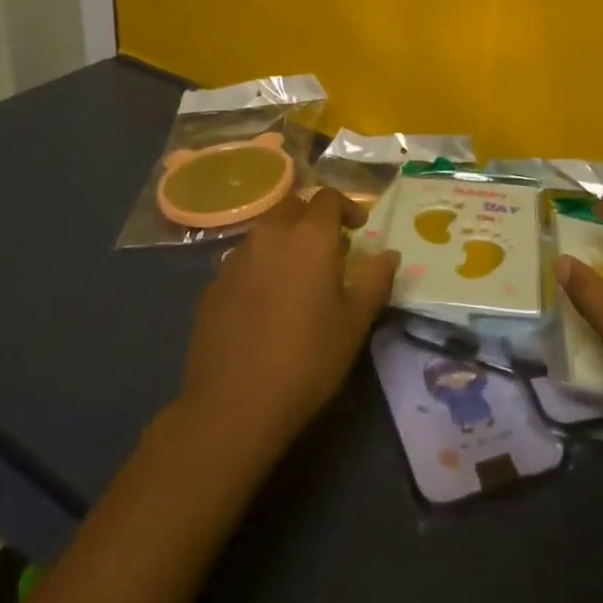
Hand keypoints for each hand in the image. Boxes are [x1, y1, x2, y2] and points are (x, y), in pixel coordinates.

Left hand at [176, 188, 399, 456]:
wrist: (232, 405)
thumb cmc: (307, 359)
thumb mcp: (355, 322)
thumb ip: (376, 280)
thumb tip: (389, 255)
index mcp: (309, 236)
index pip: (328, 198)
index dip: (346, 207)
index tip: (358, 229)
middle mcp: (270, 234)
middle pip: (293, 206)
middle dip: (313, 218)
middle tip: (328, 248)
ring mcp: (236, 258)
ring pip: (266, 231)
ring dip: (285, 240)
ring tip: (297, 275)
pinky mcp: (213, 284)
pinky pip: (244, 260)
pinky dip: (261, 266)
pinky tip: (266, 302)